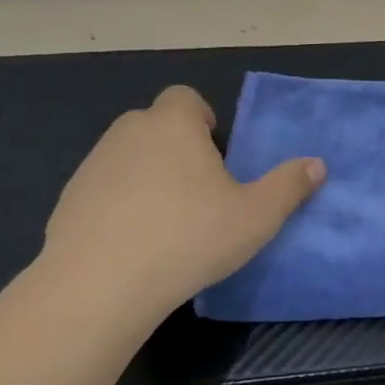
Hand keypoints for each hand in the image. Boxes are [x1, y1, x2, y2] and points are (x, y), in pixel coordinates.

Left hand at [40, 86, 323, 325]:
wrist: (98, 287)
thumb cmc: (188, 237)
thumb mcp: (256, 216)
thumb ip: (289, 186)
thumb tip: (316, 165)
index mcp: (173, 125)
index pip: (185, 97)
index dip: (203, 119)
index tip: (218, 156)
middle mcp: (128, 133)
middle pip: (156, 125)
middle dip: (178, 147)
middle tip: (202, 191)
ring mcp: (91, 166)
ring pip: (128, 158)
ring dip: (148, 176)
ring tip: (169, 221)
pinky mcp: (67, 201)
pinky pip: (104, 191)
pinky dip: (120, 205)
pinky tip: (135, 244)